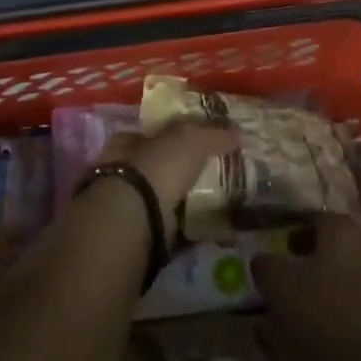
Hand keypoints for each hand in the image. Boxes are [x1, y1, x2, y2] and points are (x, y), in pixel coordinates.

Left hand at [104, 123, 238, 212]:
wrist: (139, 216)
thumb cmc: (158, 165)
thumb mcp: (191, 138)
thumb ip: (213, 133)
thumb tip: (237, 131)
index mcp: (127, 141)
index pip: (153, 132)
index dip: (174, 134)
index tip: (199, 140)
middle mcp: (122, 169)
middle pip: (157, 163)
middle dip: (180, 167)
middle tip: (212, 169)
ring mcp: (130, 201)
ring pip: (162, 193)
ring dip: (183, 195)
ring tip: (215, 196)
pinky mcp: (142, 228)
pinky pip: (170, 220)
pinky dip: (187, 221)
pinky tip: (207, 220)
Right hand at [251, 215, 360, 360]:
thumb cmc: (327, 314)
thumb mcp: (280, 287)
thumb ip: (267, 268)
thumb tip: (262, 260)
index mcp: (339, 227)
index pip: (312, 218)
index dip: (294, 232)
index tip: (282, 249)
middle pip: (340, 238)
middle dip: (320, 251)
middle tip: (300, 273)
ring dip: (345, 275)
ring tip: (321, 301)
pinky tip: (347, 320)